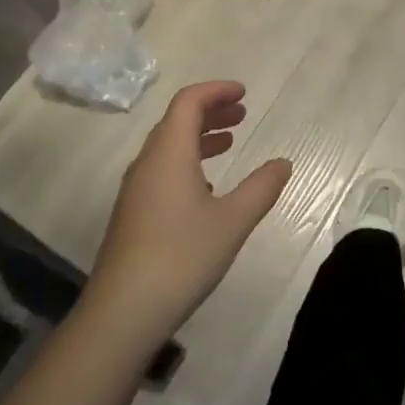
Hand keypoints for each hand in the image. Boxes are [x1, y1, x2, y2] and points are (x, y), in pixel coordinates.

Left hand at [85, 81, 291, 345]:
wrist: (121, 313)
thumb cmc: (180, 257)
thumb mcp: (232, 221)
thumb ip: (261, 188)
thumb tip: (283, 163)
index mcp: (169, 153)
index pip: (189, 101)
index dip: (216, 91)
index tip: (244, 93)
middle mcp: (147, 163)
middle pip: (177, 120)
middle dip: (211, 111)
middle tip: (242, 114)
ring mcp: (136, 189)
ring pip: (168, 146)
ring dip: (199, 136)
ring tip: (230, 142)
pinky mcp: (133, 214)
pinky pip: (162, 169)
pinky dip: (187, 161)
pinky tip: (206, 186)